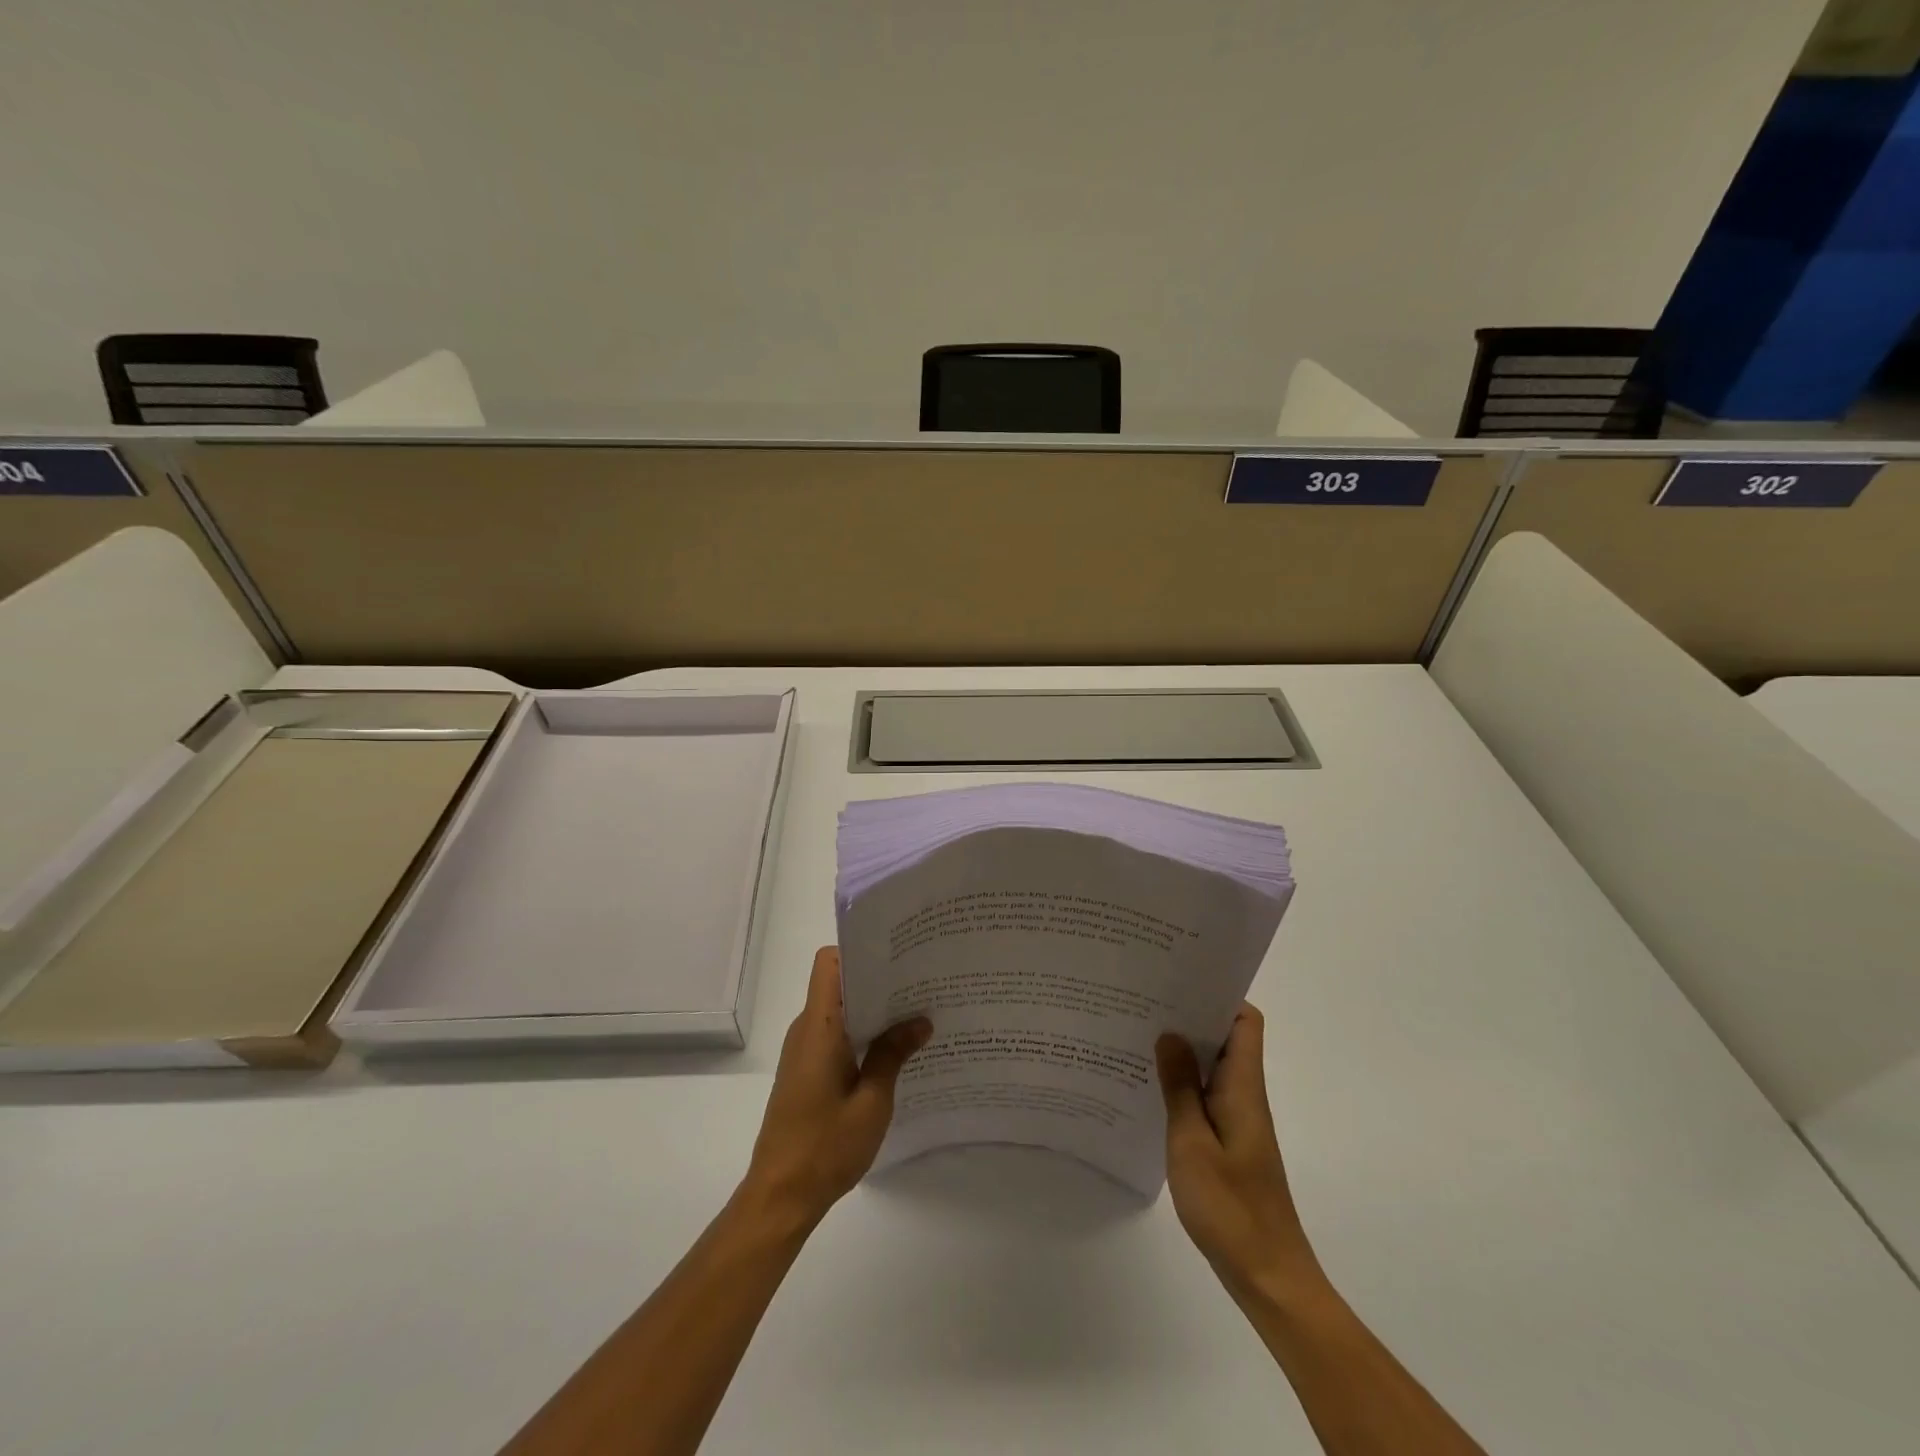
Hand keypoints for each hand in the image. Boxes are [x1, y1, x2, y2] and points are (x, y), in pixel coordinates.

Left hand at [743, 946, 931, 1228]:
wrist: (780, 1197)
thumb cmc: (825, 1147)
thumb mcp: (872, 1102)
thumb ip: (893, 1054)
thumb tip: (920, 1019)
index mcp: (819, 1027)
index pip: (829, 963)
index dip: (860, 952)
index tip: (897, 957)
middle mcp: (806, 1029)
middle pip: (839, 983)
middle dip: (878, 980)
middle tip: (921, 983)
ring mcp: (803, 1051)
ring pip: (839, 1010)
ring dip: (872, 1010)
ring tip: (916, 1013)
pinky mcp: (805, 1071)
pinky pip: (835, 1035)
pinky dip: (862, 1033)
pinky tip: (894, 1050)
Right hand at [1157, 1004, 1321, 1298]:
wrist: (1268, 1276)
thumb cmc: (1231, 1209)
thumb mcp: (1192, 1144)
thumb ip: (1180, 1087)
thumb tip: (1169, 1032)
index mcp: (1243, 1087)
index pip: (1245, 1021)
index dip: (1218, 994)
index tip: (1178, 979)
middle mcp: (1245, 1095)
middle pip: (1225, 1038)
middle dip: (1189, 1015)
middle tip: (1143, 1000)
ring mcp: (1237, 1119)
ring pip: (1211, 1067)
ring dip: (1181, 1050)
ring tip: (1137, 1034)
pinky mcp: (1228, 1142)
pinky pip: (1205, 1095)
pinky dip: (1181, 1083)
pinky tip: (1148, 1087)